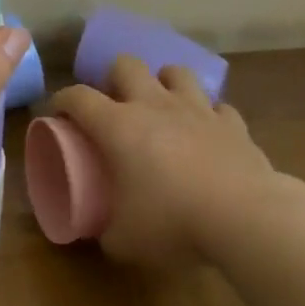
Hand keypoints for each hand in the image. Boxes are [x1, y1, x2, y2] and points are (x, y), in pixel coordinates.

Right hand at [49, 56, 281, 267]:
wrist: (246, 217)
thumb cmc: (173, 222)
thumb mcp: (125, 240)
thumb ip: (106, 232)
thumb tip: (101, 234)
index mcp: (117, 125)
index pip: (77, 96)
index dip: (62, 100)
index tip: (58, 113)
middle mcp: (152, 105)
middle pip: (126, 64)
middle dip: (116, 78)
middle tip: (117, 105)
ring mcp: (195, 109)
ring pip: (174, 72)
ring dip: (165, 84)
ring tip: (163, 107)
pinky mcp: (232, 123)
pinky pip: (218, 107)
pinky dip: (211, 116)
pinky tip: (209, 133)